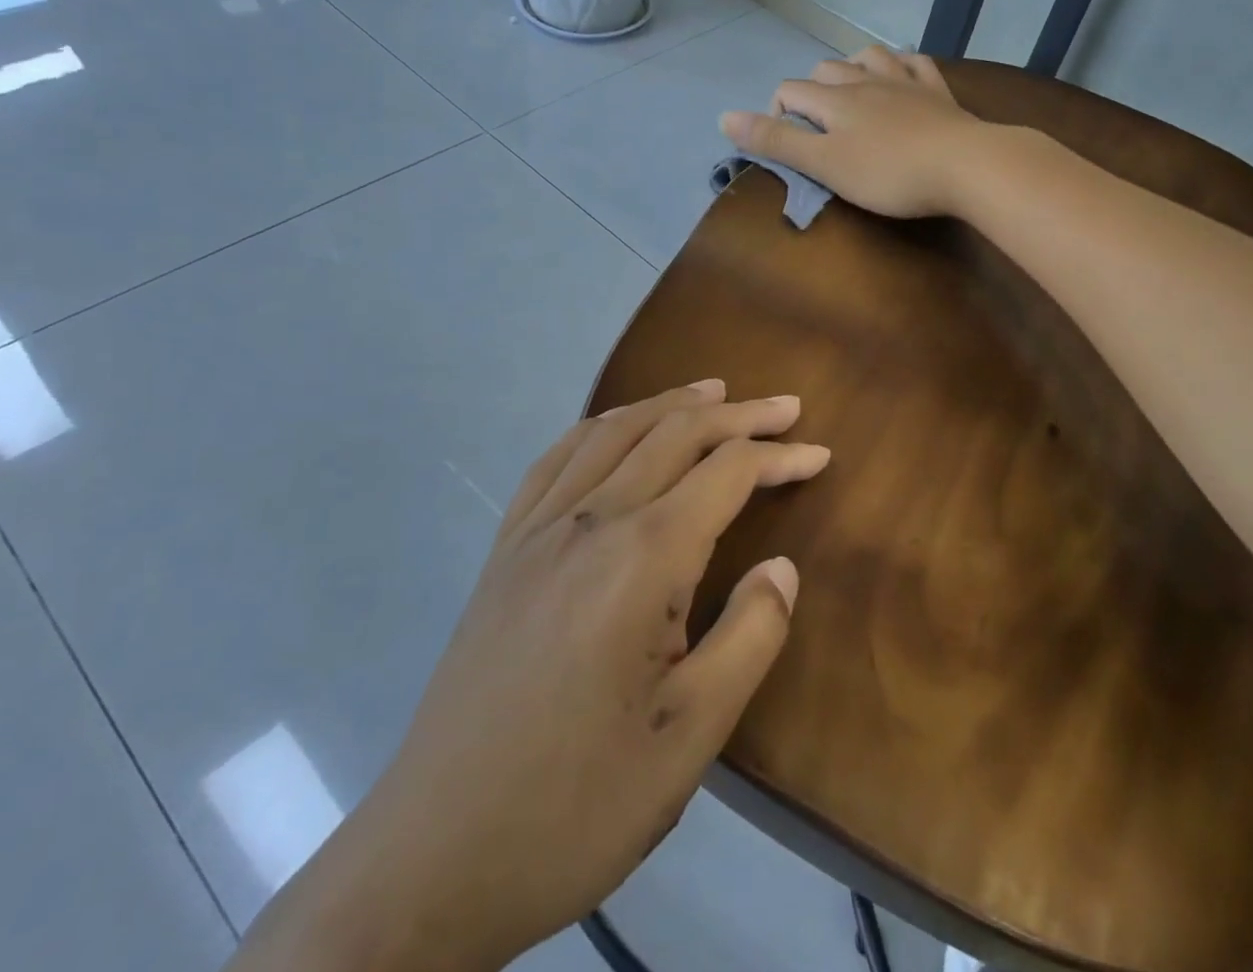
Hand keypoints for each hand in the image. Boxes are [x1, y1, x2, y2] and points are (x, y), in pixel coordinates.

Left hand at [232, 382, 826, 971]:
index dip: (779, 457)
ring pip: (614, 432)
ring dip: (669, 404)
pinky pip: (556, 460)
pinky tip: (613, 430)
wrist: (431, 860)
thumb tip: (782, 566)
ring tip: (711, 392)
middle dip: (737, 415)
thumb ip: (751, 636)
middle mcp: (588, 520)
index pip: (726, 473)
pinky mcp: (504, 551)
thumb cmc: (576, 804)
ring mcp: (536, 530)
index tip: (821, 455)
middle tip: (785, 407)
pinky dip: (600, 428)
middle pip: (674, 434)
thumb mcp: (691, 737)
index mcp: (641, 557)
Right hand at [720, 46, 986, 218]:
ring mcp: (905, 81)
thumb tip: (724, 117)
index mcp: (834, 99)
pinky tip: (902, 75)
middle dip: (811, 91)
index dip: (776, 114)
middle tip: (816, 129)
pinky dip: (902, 65)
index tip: (785, 147)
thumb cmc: (888, 173)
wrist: (965, 165)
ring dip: (852, 69)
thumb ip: (776, 141)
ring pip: (868, 56)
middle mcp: (865, 80)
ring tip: (851, 93)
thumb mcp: (824, 165)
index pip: (790, 91)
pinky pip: (915, 62)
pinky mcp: (939, 91)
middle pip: (826, 70)